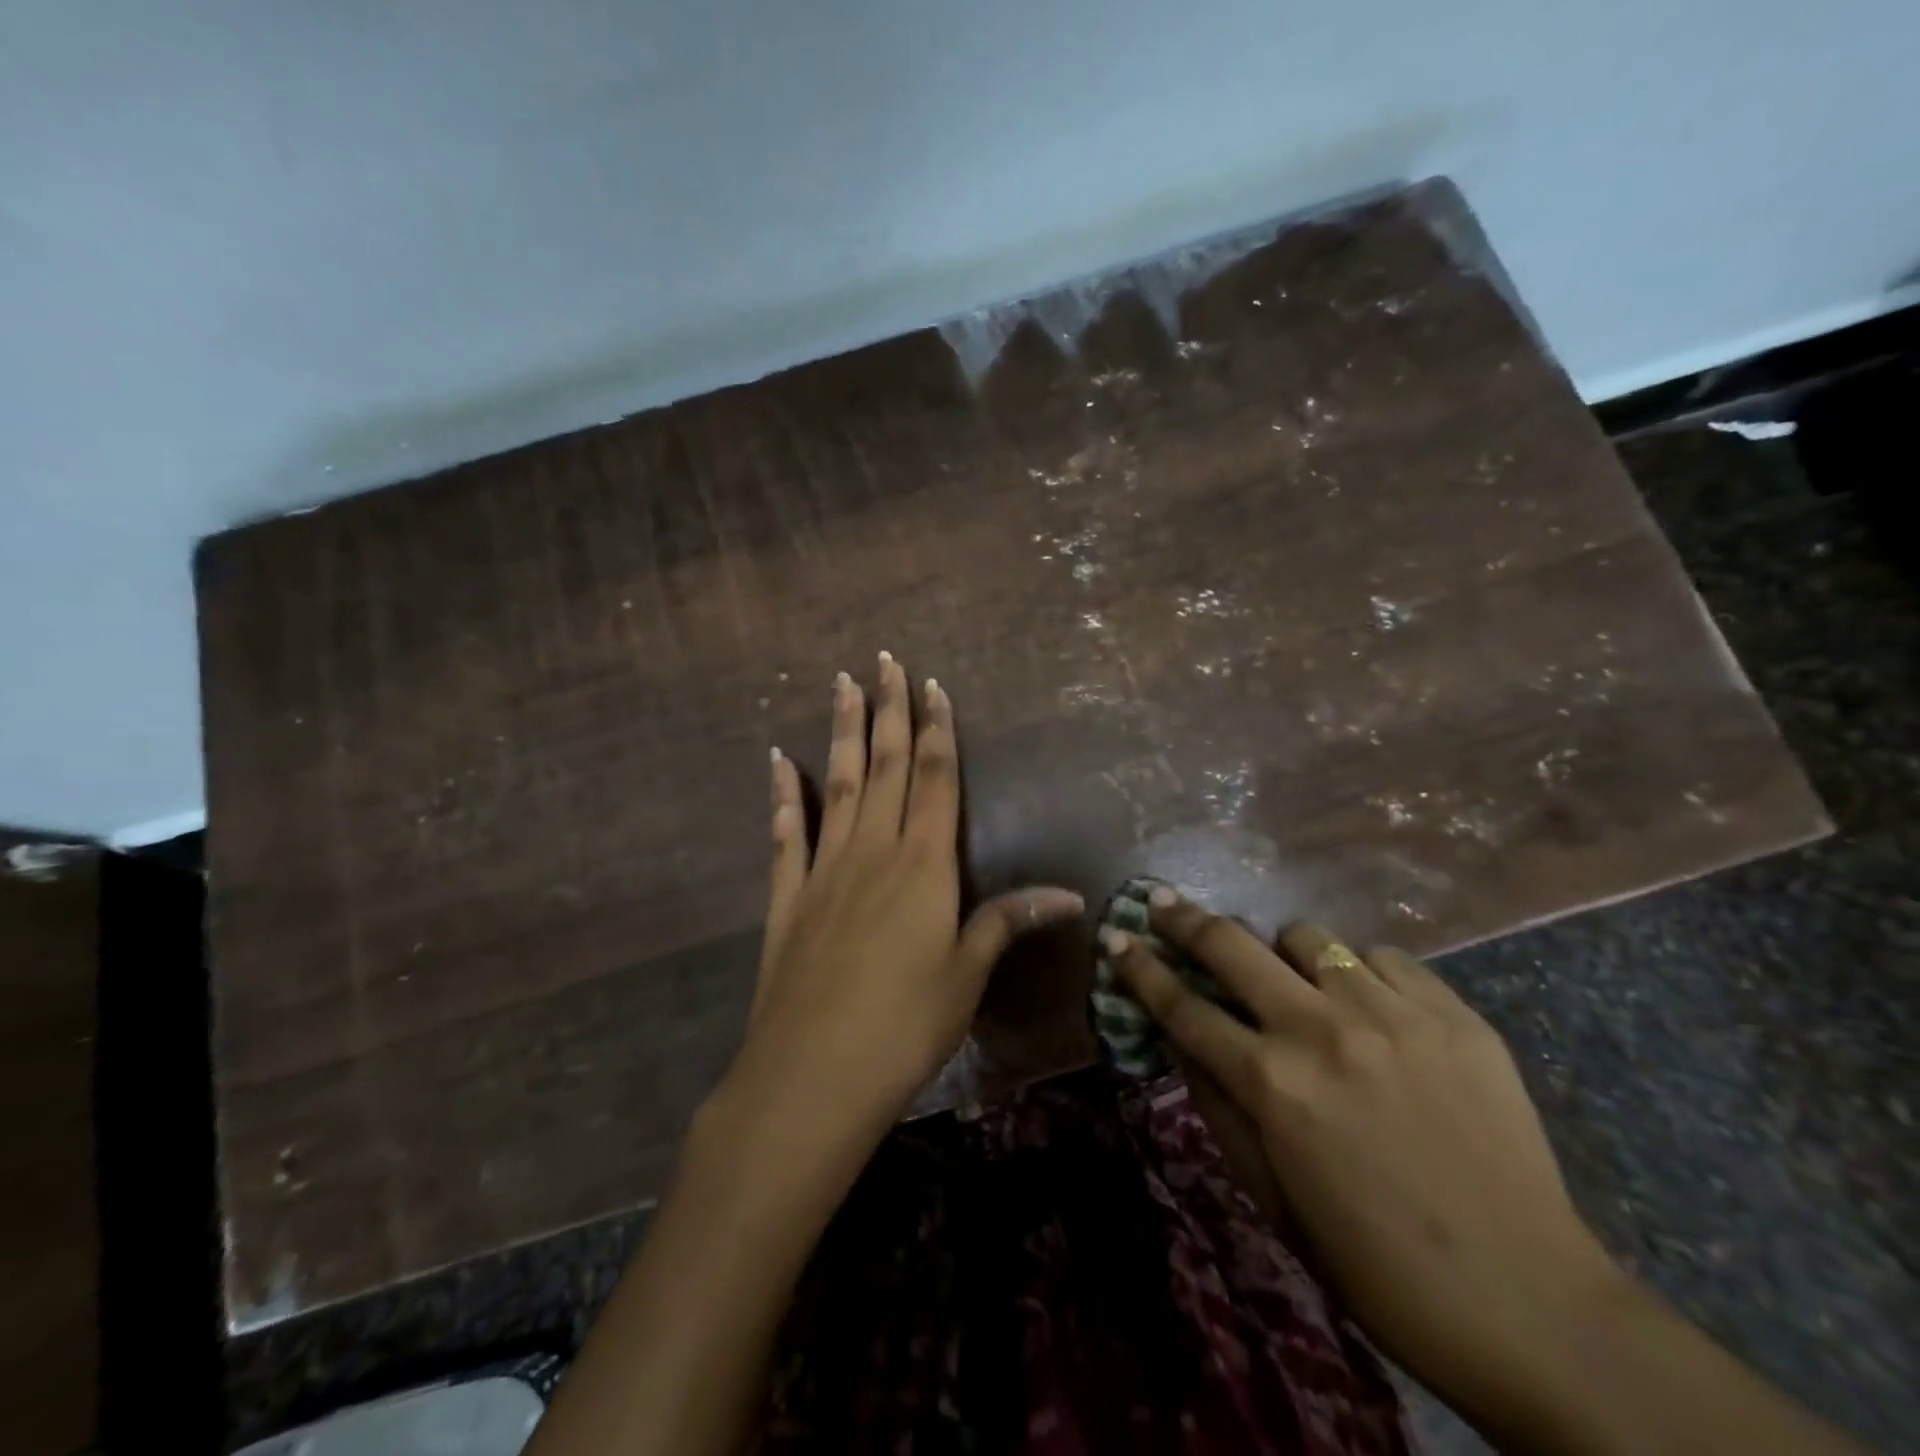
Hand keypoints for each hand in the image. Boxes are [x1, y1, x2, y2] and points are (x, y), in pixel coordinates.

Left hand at [740, 652, 1082, 1127]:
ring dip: (841, 732)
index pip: (935, 780)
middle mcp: (872, 852)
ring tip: (840, 684)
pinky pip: (786, 834)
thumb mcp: (966, 975)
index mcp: (922, 865)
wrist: (812, 1075)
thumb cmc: (904, 1026)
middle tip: (883, 660)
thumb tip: (1069, 894)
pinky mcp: (787, 898)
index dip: (938, 730)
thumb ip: (1007, 922)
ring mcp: (824, 870)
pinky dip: (783, 795)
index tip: (932, 686)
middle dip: (888, 710)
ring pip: (837, 785)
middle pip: (886, 767)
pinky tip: (778, 761)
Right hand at [1104, 889, 1620, 1429]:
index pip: (1182, 1007)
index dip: (1139, 968)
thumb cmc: (1377, 1266)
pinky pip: (1383, 958)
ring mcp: (1392, 1013)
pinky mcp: (1453, 1013)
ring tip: (1294, 981)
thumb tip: (1179, 1039)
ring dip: (1284, 953)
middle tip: (1165, 902)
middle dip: (1186, 919)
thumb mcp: (1272, 1197)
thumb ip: (1217, 1106)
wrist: (1532, 1304)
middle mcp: (1321, 1030)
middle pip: (1231, 945)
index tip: (1116, 936)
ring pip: (1308, 936)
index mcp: (1271, 1084)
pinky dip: (1362, 973)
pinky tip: (1372, 1007)